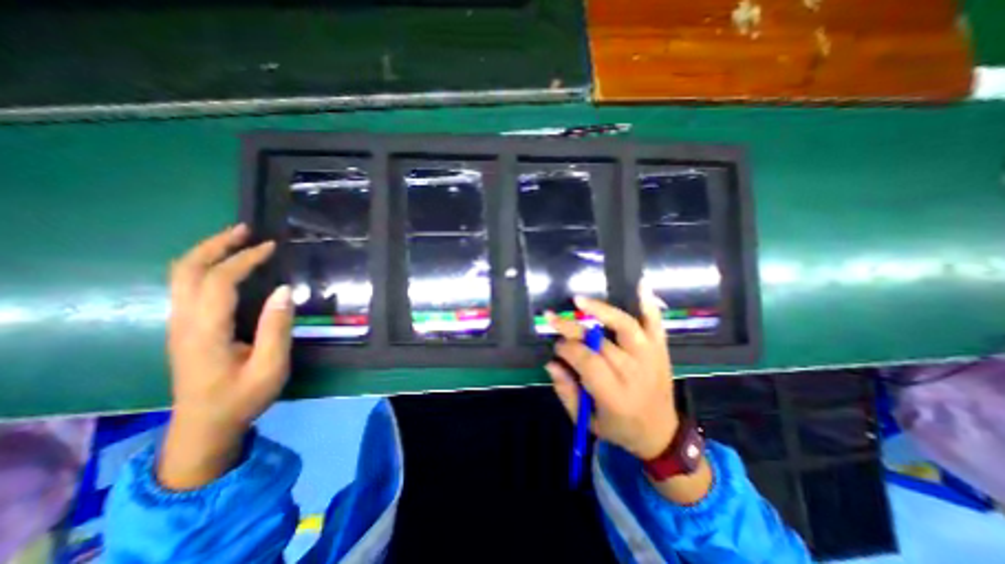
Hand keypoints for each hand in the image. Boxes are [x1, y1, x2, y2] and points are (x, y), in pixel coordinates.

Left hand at [156, 225, 291, 488]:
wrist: (204, 426)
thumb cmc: (242, 397)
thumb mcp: (270, 366)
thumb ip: (276, 327)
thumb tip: (284, 290)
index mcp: (206, 330)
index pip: (219, 281)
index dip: (244, 259)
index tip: (270, 247)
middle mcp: (184, 321)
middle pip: (187, 270)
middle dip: (215, 245)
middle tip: (245, 230)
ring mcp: (179, 324)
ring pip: (181, 276)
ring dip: (207, 252)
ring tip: (236, 240)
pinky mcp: (184, 328)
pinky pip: (186, 287)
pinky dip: (204, 267)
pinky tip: (226, 267)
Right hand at [546, 284, 679, 460]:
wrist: (662, 434)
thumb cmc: (619, 428)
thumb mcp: (586, 420)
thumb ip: (566, 391)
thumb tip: (551, 362)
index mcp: (616, 396)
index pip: (586, 361)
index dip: (566, 348)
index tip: (556, 346)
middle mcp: (635, 373)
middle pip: (600, 341)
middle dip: (572, 328)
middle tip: (553, 318)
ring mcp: (651, 358)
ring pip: (625, 326)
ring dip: (601, 310)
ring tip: (580, 301)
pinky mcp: (661, 350)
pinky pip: (656, 324)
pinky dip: (648, 304)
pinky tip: (639, 284)